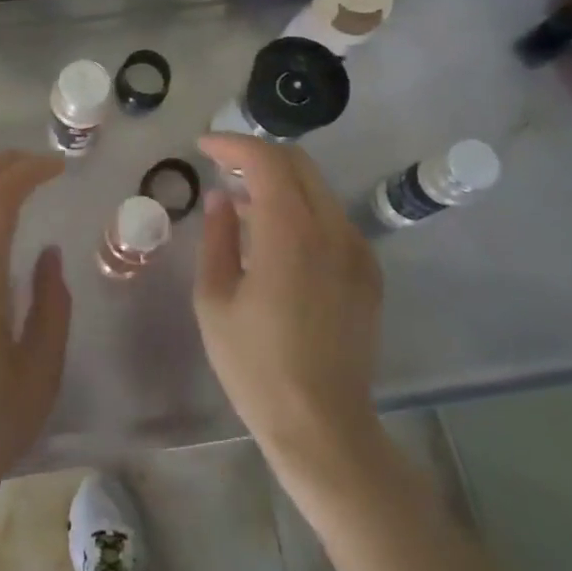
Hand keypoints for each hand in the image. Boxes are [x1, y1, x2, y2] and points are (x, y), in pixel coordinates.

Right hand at [194, 134, 383, 488]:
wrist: (323, 426)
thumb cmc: (255, 366)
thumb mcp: (215, 299)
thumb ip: (217, 237)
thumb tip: (221, 198)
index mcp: (290, 233)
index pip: (266, 161)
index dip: (232, 144)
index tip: (203, 147)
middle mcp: (332, 230)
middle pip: (298, 164)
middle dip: (256, 155)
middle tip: (221, 167)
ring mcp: (357, 250)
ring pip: (317, 188)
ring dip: (278, 182)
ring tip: (241, 203)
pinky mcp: (368, 272)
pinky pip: (332, 218)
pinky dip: (300, 208)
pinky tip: (275, 237)